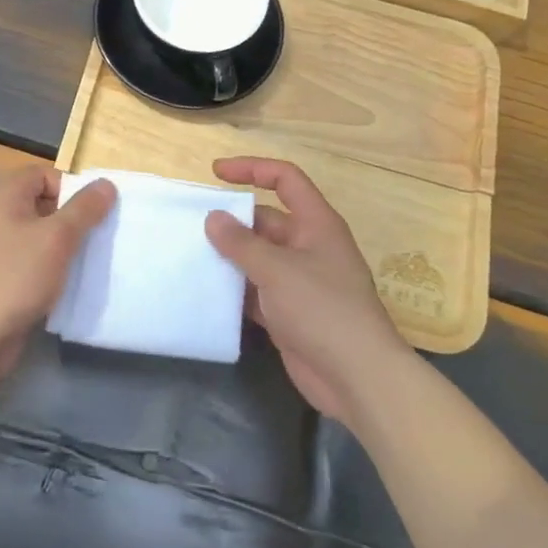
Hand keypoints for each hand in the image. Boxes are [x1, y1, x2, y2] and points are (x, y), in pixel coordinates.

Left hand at [0, 165, 115, 381]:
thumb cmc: (13, 276)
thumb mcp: (56, 237)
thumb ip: (84, 209)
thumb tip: (106, 184)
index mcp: (4, 196)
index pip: (44, 174)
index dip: (71, 187)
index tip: (96, 211)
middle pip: (44, 205)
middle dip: (75, 219)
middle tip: (102, 236)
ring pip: (42, 237)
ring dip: (68, 247)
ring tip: (94, 261)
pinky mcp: (3, 279)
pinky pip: (35, 264)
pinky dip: (55, 270)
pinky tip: (75, 284)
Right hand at [205, 157, 408, 426]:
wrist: (357, 378)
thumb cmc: (322, 309)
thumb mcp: (277, 269)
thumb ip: (241, 243)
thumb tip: (213, 218)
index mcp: (316, 224)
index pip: (285, 180)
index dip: (252, 169)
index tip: (216, 173)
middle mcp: (309, 246)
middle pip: (266, 220)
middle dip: (233, 221)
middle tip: (192, 226)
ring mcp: (300, 281)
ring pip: (258, 258)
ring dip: (230, 257)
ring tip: (190, 255)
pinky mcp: (289, 313)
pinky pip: (256, 291)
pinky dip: (235, 291)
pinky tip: (205, 293)